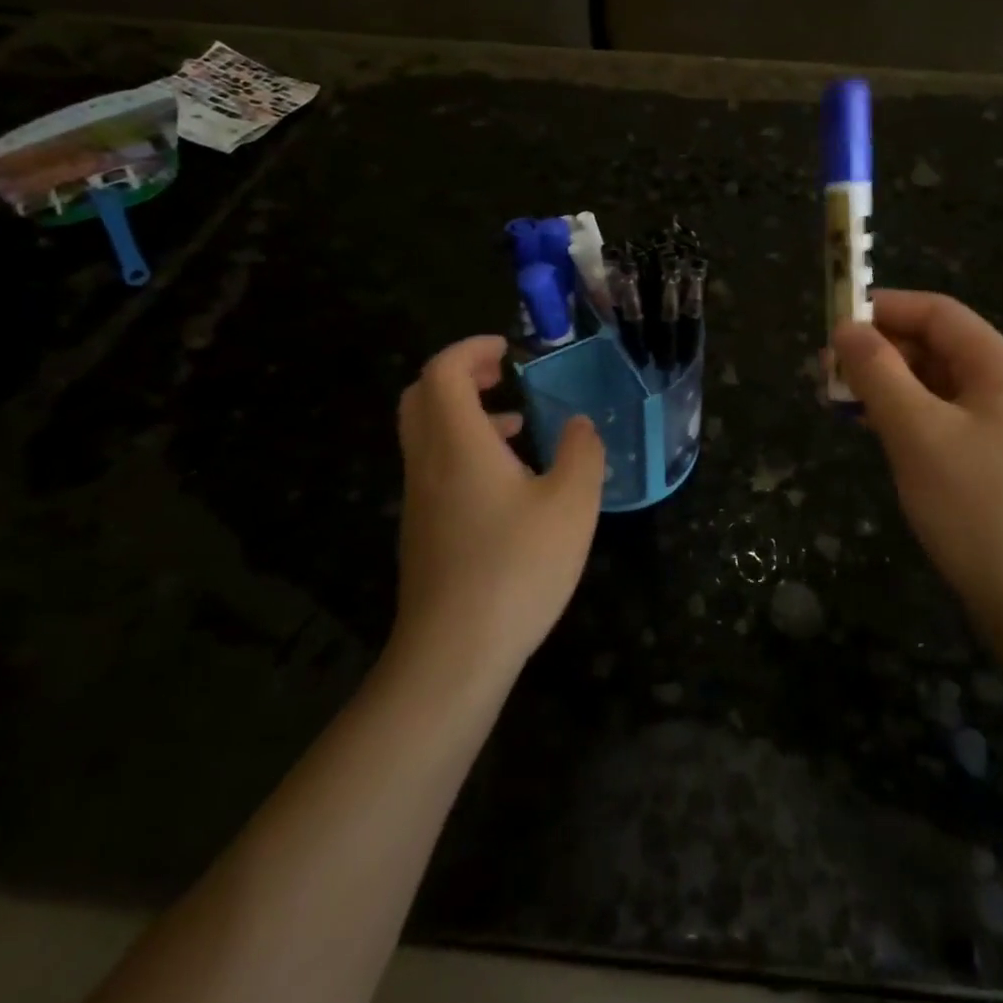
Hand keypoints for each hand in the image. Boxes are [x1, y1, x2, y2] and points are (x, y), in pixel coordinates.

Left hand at [393, 335, 605, 677]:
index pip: (443, 371)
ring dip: (465, 414)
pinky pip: (434, 465)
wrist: (454, 653)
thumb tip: (580, 425)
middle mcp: (428, 462)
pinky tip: (509, 483)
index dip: (472, 349)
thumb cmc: (517, 568)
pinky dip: (463, 449)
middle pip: (422, 396)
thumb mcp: (572, 505)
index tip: (509, 350)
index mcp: (459, 443)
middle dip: (461, 374)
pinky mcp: (422, 529)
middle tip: (503, 375)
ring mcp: (419, 498)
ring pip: (426, 432)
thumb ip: (583, 453)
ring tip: (519, 426)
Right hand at [832, 291, 1002, 624]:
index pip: (938, 313)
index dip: (886, 308)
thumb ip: (879, 374)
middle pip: (936, 349)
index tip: (834, 322)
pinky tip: (872, 433)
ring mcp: (999, 432)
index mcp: (999, 369)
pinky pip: (939, 424)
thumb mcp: (919, 432)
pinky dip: (902, 420)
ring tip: (838, 401)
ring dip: (886, 387)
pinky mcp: (989, 468)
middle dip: (880, 351)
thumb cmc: (979, 507)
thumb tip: (846, 328)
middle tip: (825, 371)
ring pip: (933, 389)